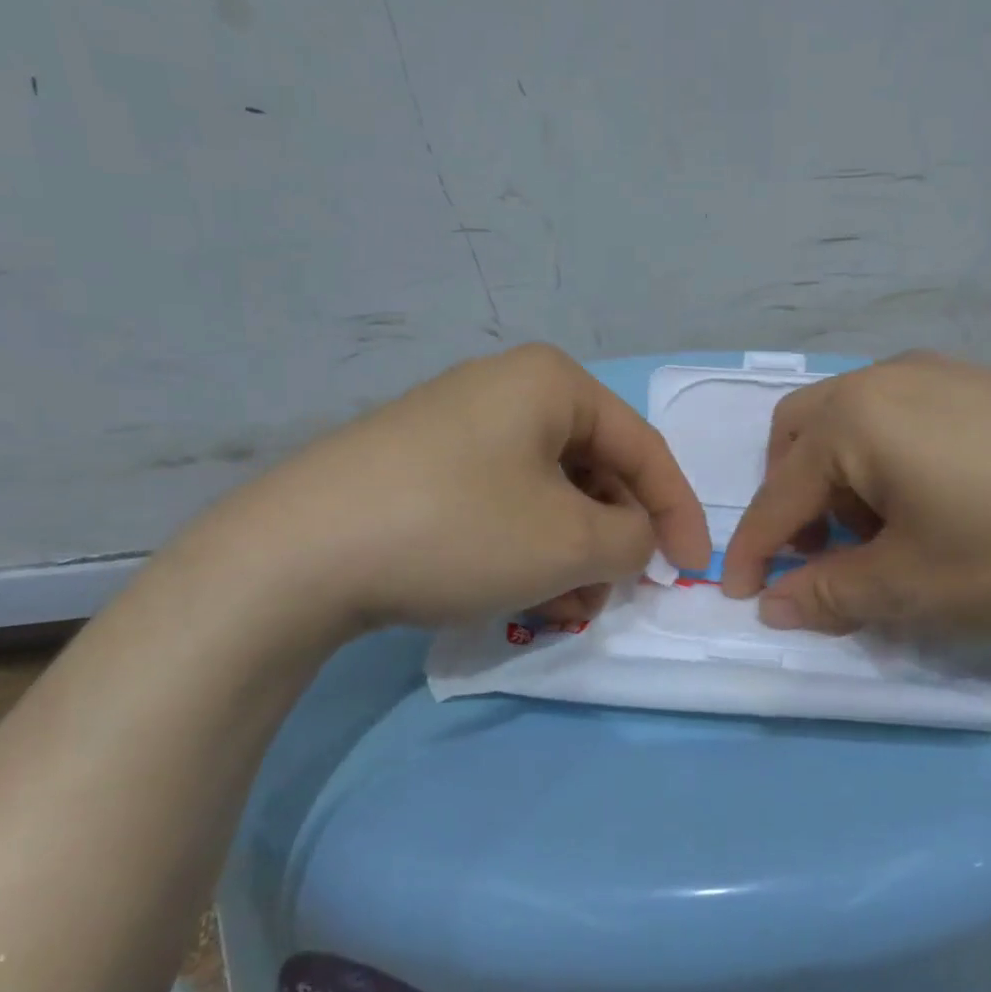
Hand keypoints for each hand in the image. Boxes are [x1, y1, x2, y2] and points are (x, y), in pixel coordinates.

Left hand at [173, 344, 709, 653]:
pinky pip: (499, 502)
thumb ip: (632, 539)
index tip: (692, 571)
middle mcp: (506, 389)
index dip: (677, 513)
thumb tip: (632, 538)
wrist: (298, 553)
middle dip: (611, 540)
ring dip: (568, 552)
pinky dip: (522, 548)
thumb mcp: (570, 542)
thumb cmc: (460, 529)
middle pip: (592, 469)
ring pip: (545, 493)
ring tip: (561, 609)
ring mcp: (457, 425)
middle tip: (611, 596)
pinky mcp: (420, 465)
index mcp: (552, 383)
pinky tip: (516, 595)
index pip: (642, 447)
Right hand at [719, 351, 990, 648]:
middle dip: (791, 498)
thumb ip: (828, 594)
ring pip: (852, 423)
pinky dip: (886, 463)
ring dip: (840, 480)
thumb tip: (772, 606)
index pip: (779, 493)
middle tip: (817, 554)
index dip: (754, 549)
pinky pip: (901, 419)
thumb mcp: (913, 587)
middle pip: (801, 435)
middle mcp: (887, 378)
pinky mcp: (986, 386)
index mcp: (855, 417)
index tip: (738, 595)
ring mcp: (942, 374)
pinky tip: (933, 507)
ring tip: (883, 537)